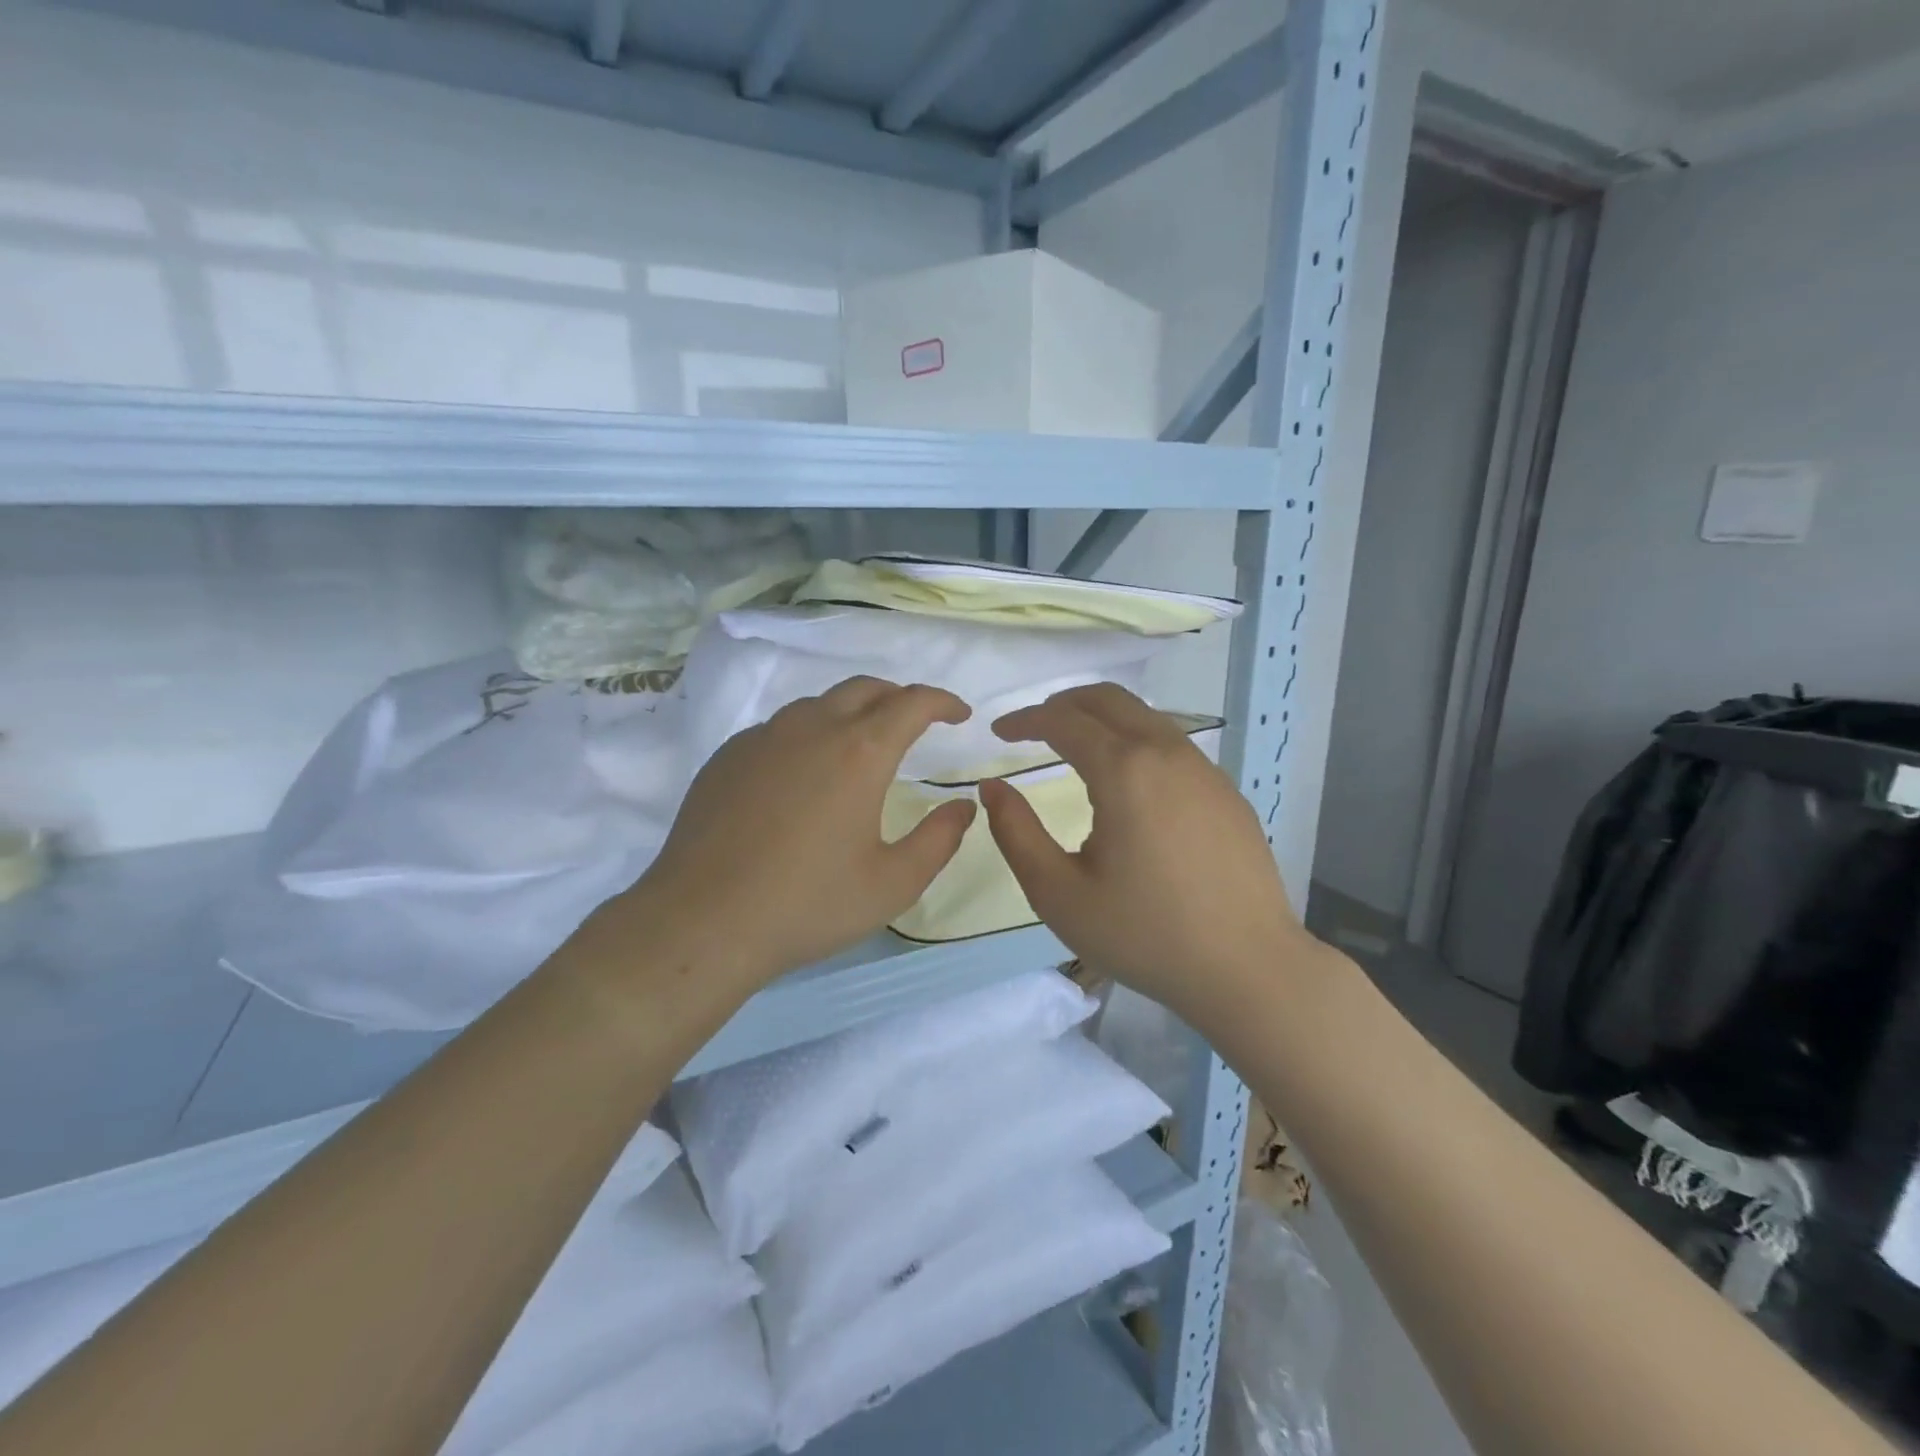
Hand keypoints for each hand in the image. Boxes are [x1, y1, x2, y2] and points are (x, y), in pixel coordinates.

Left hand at [604, 678, 976, 991]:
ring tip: (860, 746)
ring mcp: (762, 738)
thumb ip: (939, 839)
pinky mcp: (727, 756)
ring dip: (851, 712)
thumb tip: (963, 806)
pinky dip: (807, 734)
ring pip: (818, 704)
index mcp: (859, 752)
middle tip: (915, 723)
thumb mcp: (893, 884)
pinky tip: (803, 774)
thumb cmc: (808, 905)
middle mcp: (811, 729)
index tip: (959, 714)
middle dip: (898, 698)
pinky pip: (779, 728)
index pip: (912, 703)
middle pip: (865, 688)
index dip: (942, 702)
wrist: (702, 922)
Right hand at [978, 684, 1321, 1028]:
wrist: (1248, 969)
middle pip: (1108, 699)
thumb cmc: (1144, 934)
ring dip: (1102, 719)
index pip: (1063, 720)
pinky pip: (1172, 745)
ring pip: (1145, 717)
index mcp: (1124, 770)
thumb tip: (993, 788)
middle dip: (1063, 703)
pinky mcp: (1227, 792)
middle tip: (1032, 728)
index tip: (998, 733)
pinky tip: (1128, 785)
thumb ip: (1016, 833)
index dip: (1024, 720)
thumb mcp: (1059, 893)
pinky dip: (1135, 742)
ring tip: (1074, 748)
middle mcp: (1167, 753)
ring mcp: (1204, 770)